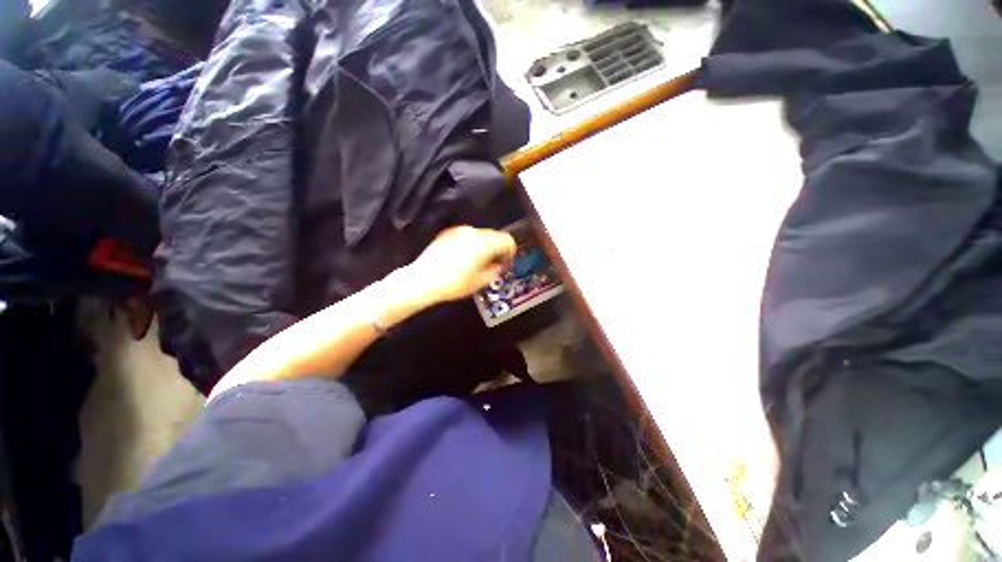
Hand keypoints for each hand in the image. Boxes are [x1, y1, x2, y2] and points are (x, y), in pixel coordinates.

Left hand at [407, 226, 516, 303]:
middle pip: (494, 235)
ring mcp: (459, 231)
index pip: (507, 240)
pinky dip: (471, 244)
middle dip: (498, 248)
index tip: (508, 260)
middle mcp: (473, 233)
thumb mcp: (480, 282)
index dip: (511, 250)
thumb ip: (495, 271)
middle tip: (494, 263)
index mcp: (484, 244)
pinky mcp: (448, 233)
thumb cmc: (454, 283)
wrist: (423, 280)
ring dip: (484, 245)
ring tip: (478, 262)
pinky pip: (466, 236)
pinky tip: (464, 258)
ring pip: (480, 235)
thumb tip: (499, 266)